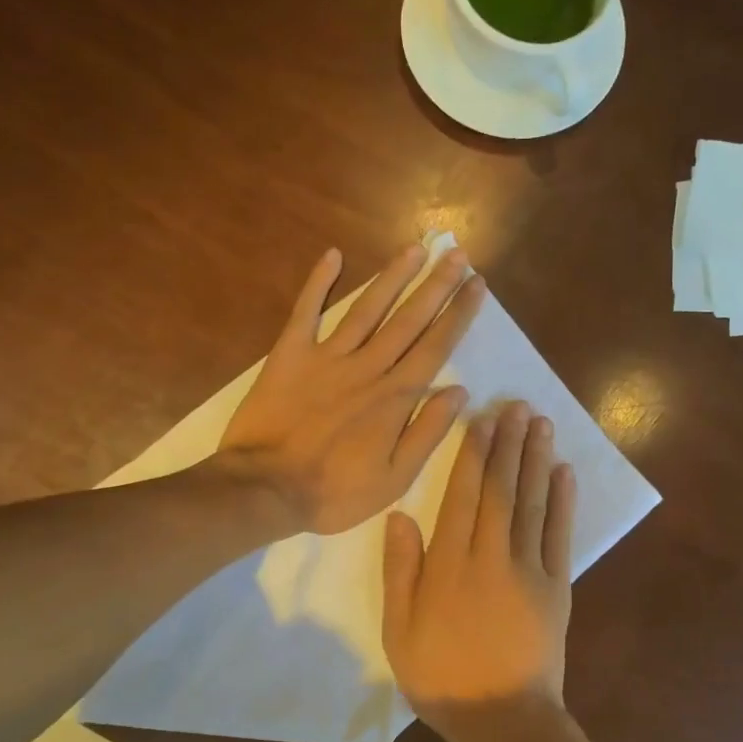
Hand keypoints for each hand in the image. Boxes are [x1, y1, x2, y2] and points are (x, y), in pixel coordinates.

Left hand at [217, 244, 485, 534]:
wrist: (265, 489)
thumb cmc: (333, 492)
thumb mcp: (393, 478)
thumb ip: (427, 432)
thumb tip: (459, 392)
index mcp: (395, 397)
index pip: (435, 347)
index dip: (458, 314)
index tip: (477, 285)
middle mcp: (367, 367)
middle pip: (408, 319)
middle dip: (436, 285)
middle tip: (457, 254)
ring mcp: (327, 357)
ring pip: (367, 308)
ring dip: (393, 277)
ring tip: (415, 249)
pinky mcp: (290, 355)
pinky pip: (306, 311)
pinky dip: (318, 283)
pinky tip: (333, 255)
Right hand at [382, 401, 576, 741]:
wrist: (502, 719)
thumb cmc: (441, 676)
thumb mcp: (399, 629)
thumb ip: (400, 570)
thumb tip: (400, 515)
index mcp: (449, 565)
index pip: (462, 496)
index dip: (472, 455)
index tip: (481, 420)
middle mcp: (491, 556)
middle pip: (501, 489)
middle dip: (508, 444)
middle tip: (517, 406)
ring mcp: (530, 570)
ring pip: (532, 503)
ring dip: (536, 460)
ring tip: (540, 424)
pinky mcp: (558, 587)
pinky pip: (560, 536)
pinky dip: (563, 502)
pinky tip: (564, 472)